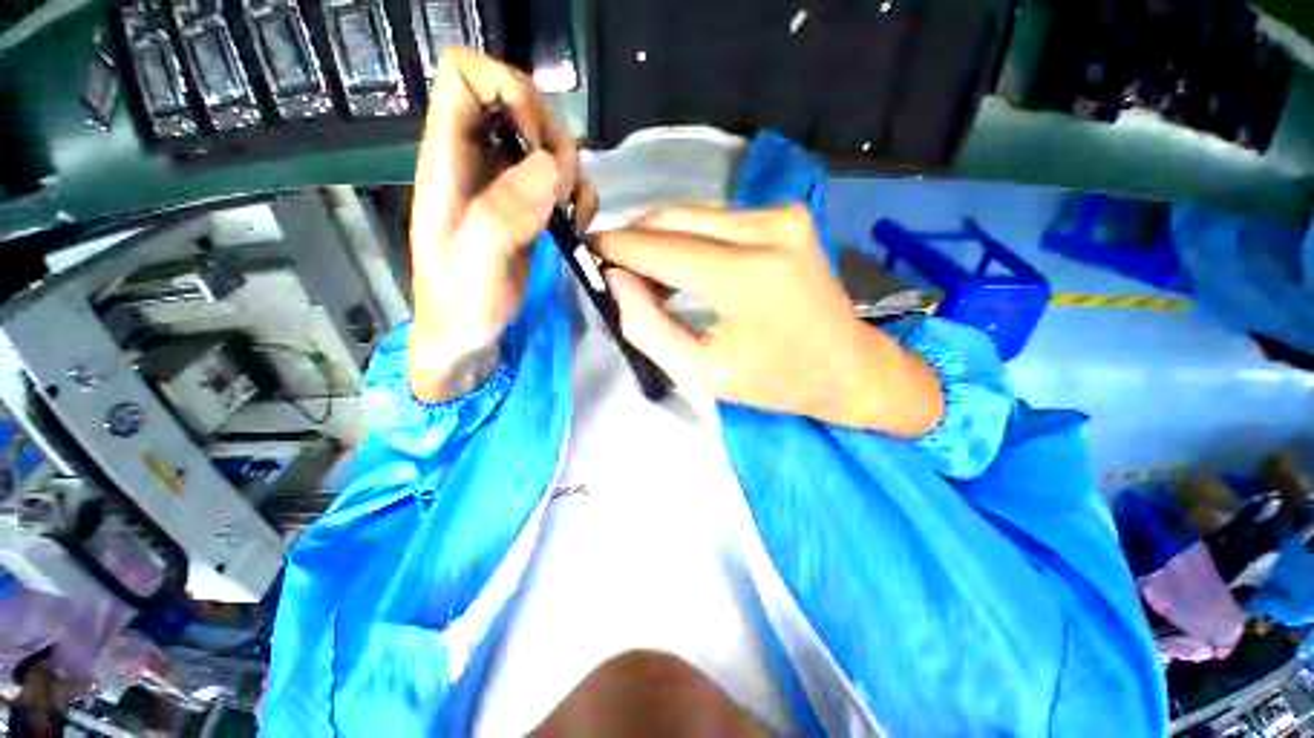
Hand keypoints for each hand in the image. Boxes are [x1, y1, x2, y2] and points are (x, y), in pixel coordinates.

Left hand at [409, 48, 596, 402]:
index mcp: (447, 160)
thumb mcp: (475, 265)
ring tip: (572, 213)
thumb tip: (548, 167)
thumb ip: (502, 215)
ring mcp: (505, 184)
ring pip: (547, 140)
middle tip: (563, 190)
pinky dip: (579, 194)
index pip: (463, 74)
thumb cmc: (460, 305)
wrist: (468, 336)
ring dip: (572, 170)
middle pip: (518, 99)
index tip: (536, 141)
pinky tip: (577, 223)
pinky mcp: (529, 208)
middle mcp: (477, 160)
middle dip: (552, 136)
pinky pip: (562, 179)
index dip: (507, 88)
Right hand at [592, 205, 943, 435]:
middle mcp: (765, 228)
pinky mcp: (788, 214)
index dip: (616, 247)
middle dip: (636, 241)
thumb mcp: (700, 371)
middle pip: (674, 219)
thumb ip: (647, 326)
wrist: (847, 366)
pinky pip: (718, 218)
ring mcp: (782, 214)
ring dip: (662, 240)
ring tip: (650, 277)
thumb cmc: (773, 380)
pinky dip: (691, 238)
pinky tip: (685, 267)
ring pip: (694, 214)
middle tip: (616, 271)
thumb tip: (615, 279)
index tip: (587, 251)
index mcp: (744, 275)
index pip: (658, 247)